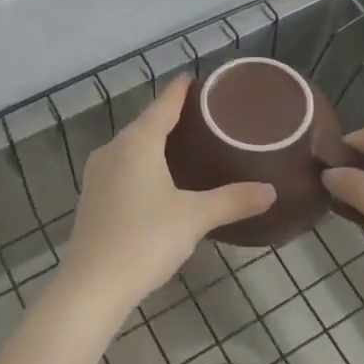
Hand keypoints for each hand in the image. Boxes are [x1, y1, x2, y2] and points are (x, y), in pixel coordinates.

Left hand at [59, 75, 274, 318]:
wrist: (92, 286)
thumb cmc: (145, 240)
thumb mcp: (194, 218)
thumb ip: (233, 201)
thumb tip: (270, 191)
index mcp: (136, 143)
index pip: (163, 105)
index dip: (180, 91)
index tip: (196, 78)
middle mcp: (113, 150)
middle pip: (145, 123)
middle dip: (171, 116)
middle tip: (203, 114)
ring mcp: (98, 174)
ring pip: (131, 146)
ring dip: (155, 141)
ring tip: (186, 142)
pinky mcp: (93, 197)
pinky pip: (122, 166)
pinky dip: (143, 162)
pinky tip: (159, 177)